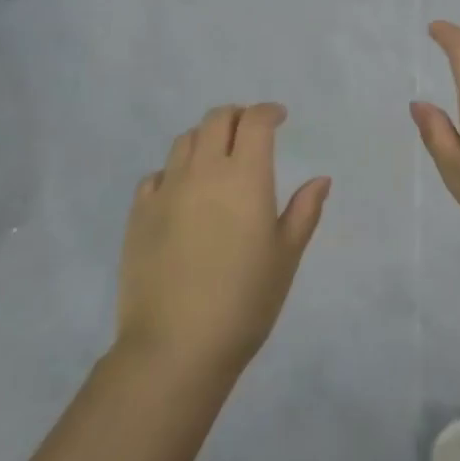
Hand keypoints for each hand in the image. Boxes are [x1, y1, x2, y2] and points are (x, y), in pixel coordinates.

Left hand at [116, 104, 329, 381]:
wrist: (175, 348)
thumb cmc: (244, 301)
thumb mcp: (286, 256)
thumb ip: (304, 211)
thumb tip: (321, 179)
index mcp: (245, 176)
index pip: (255, 121)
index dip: (268, 112)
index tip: (279, 118)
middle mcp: (204, 171)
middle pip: (217, 119)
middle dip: (237, 116)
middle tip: (250, 132)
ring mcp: (167, 190)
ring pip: (184, 141)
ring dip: (205, 138)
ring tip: (216, 159)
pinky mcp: (138, 215)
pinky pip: (156, 175)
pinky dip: (174, 171)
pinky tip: (182, 193)